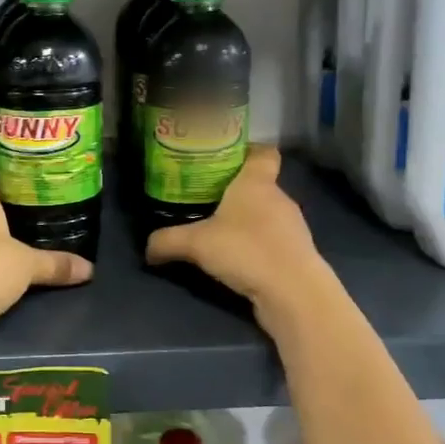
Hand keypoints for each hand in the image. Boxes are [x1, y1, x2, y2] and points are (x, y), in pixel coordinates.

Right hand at [145, 146, 327, 314]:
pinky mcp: (298, 255)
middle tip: (207, 199)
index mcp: (257, 183)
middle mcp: (279, 198)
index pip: (263, 153)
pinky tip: (238, 260)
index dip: (248, 151)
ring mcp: (293, 227)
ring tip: (220, 233)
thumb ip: (167, 241)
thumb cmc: (246, 250)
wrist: (294, 293)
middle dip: (237, 192)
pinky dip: (258, 246)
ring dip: (248, 222)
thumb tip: (147, 248)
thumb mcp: (196, 244)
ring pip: (267, 215)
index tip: (225, 158)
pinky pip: (274, 241)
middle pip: (260, 185)